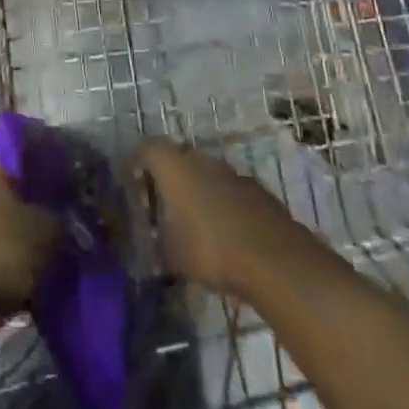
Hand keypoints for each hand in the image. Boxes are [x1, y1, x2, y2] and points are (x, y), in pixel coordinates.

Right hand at [135, 140, 299, 297]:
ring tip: (193, 223)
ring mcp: (233, 173)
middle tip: (162, 206)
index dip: (137, 163)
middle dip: (169, 178)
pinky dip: (222, 204)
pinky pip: (230, 191)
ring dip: (198, 191)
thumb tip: (153, 240)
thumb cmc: (210, 250)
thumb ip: (157, 241)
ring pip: (207, 174)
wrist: (275, 260)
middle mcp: (202, 160)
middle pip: (178, 158)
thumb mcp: (170, 255)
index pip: (147, 148)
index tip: (133, 185)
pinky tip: (223, 233)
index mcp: (174, 166)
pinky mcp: (258, 191)